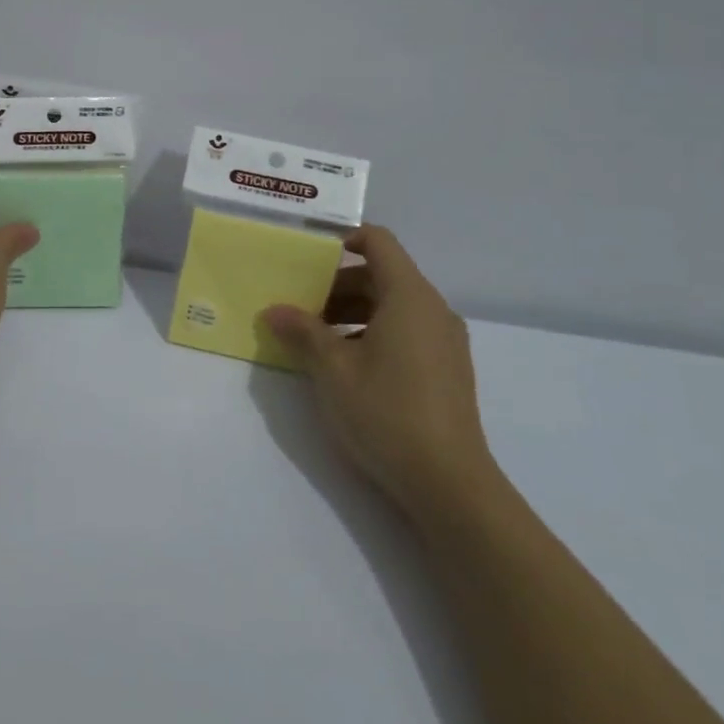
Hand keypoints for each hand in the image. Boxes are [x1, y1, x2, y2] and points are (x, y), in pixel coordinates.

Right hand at [260, 225, 497, 525]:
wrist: (450, 485)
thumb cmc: (387, 412)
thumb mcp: (332, 369)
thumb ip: (302, 331)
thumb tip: (274, 310)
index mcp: (410, 297)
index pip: (378, 242)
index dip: (343, 238)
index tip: (307, 256)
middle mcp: (433, 310)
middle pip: (382, 275)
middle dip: (337, 283)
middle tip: (299, 304)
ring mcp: (444, 342)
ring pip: (392, 306)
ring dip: (351, 311)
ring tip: (314, 338)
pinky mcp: (447, 370)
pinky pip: (405, 331)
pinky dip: (372, 332)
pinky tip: (344, 365)